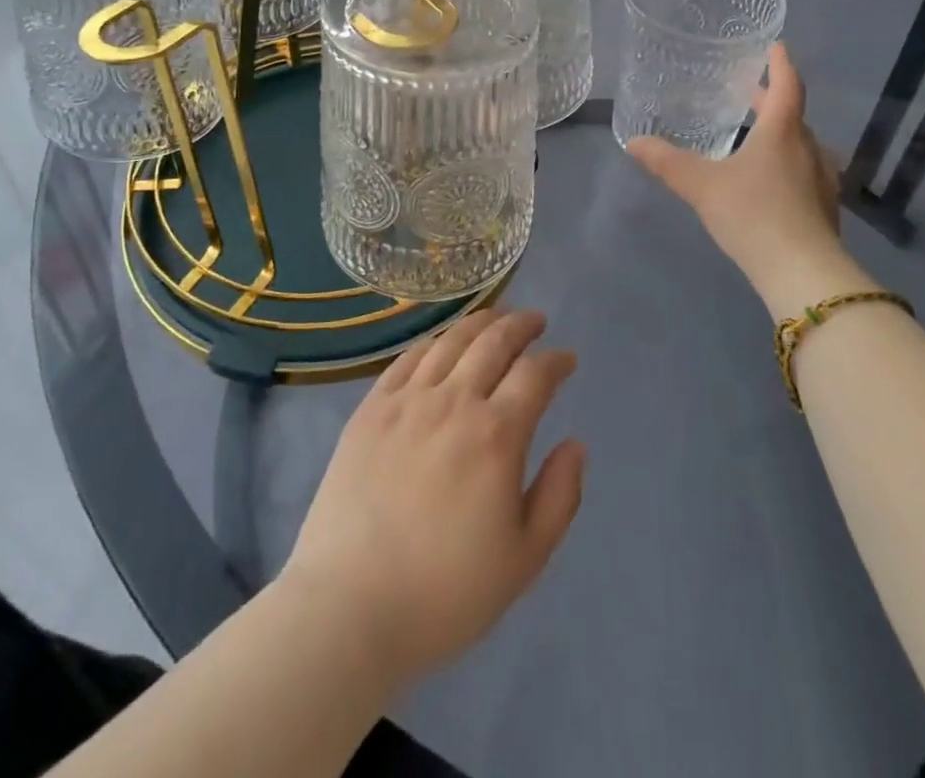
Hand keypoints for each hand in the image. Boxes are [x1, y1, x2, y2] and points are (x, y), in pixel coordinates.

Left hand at [279, 309, 584, 687]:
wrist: (349, 607)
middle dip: (521, 326)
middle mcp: (454, 401)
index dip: (556, 361)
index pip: (535, 375)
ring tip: (496, 317)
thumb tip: (575, 444)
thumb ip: (559, 495)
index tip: (566, 359)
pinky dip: (434, 341)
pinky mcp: (371, 408)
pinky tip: (442, 343)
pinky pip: (408, 358)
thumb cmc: (445, 592)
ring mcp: (407, 400)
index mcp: (496, 434)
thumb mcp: (524, 559)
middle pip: (494, 342)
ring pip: (451, 341)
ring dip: (480, 322)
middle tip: (535, 321)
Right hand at [628, 42, 865, 316]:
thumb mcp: (701, 185)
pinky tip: (769, 182)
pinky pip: (805, 173)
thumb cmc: (753, 214)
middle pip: (792, 115)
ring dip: (779, 135)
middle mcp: (808, 148)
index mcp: (783, 132)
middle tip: (748, 94)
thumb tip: (633, 142)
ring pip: (800, 145)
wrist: (803, 274)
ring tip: (754, 137)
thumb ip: (667, 162)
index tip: (776, 46)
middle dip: (771, 102)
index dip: (780, 63)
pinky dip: (786, 164)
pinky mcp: (824, 209)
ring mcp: (821, 180)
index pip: (787, 85)